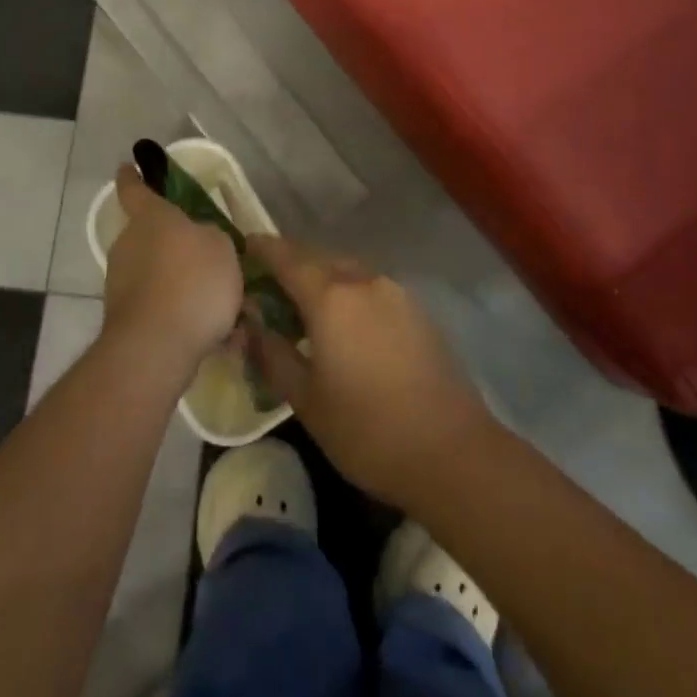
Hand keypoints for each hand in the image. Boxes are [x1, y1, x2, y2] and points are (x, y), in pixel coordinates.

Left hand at [101, 164, 245, 374]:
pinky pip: (158, 306)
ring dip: (180, 283)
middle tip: (207, 258)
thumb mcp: (222, 247)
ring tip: (219, 306)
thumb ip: (211, 237)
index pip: (135, 189)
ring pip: (156, 273)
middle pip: (150, 236)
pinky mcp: (124, 317)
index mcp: (151, 218)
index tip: (127, 166)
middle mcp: (129, 244)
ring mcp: (121, 282)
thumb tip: (200, 242)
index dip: (132, 177)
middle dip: (174, 245)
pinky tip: (210, 334)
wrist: (155, 347)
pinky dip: (179, 313)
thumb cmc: (192, 282)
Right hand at [245, 237, 492, 509]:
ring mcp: (396, 293)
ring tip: (302, 301)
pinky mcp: (417, 311)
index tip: (243, 245)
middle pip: (319, 258)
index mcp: (331, 297)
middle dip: (291, 262)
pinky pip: (370, 287)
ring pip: (348, 270)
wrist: (452, 452)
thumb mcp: (306, 400)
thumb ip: (273, 354)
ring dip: (321, 276)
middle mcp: (364, 281)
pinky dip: (348, 291)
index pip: (287, 257)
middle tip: (267, 279)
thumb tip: (250, 323)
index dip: (263, 248)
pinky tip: (343, 321)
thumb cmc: (367, 430)